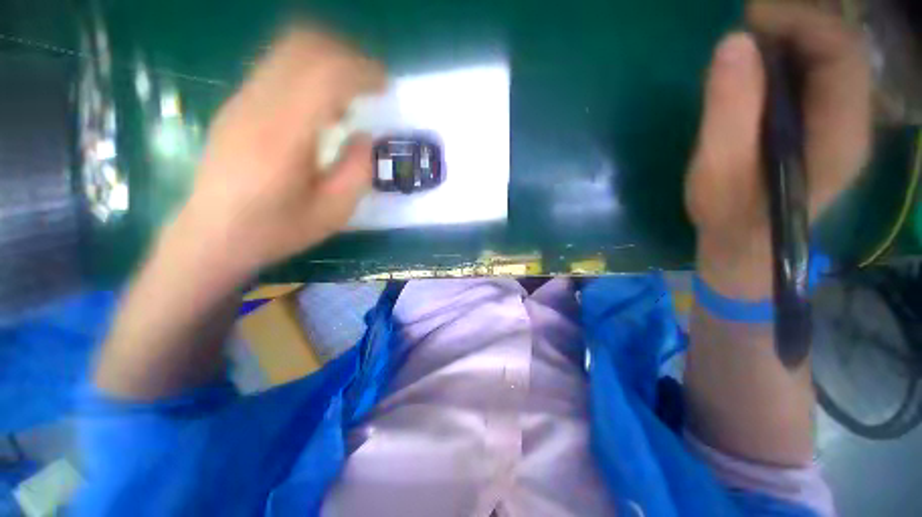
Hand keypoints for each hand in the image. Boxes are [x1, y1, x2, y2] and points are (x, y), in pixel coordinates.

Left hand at [173, 30, 384, 277]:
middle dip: (345, 56)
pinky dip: (307, 74)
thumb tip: (365, 137)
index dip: (361, 71)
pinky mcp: (236, 106)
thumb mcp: (333, 213)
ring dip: (326, 61)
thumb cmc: (275, 230)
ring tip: (351, 94)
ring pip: (286, 51)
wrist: (211, 237)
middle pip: (302, 47)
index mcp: (283, 137)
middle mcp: (257, 107)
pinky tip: (322, 107)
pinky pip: (276, 69)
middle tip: (371, 83)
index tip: (385, 85)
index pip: (324, 75)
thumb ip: (356, 171)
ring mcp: (241, 101)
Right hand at [685, 2, 870, 297]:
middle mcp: (852, 123)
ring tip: (746, 47)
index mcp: (839, 135)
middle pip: (840, 49)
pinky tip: (756, 72)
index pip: (842, 51)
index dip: (801, 20)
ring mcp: (840, 125)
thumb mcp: (717, 171)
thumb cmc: (728, 219)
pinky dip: (787, 62)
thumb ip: (729, 111)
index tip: (749, 18)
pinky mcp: (821, 129)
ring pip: (829, 60)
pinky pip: (815, 78)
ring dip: (790, 41)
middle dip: (794, 25)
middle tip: (743, 28)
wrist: (744, 251)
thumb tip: (733, 43)